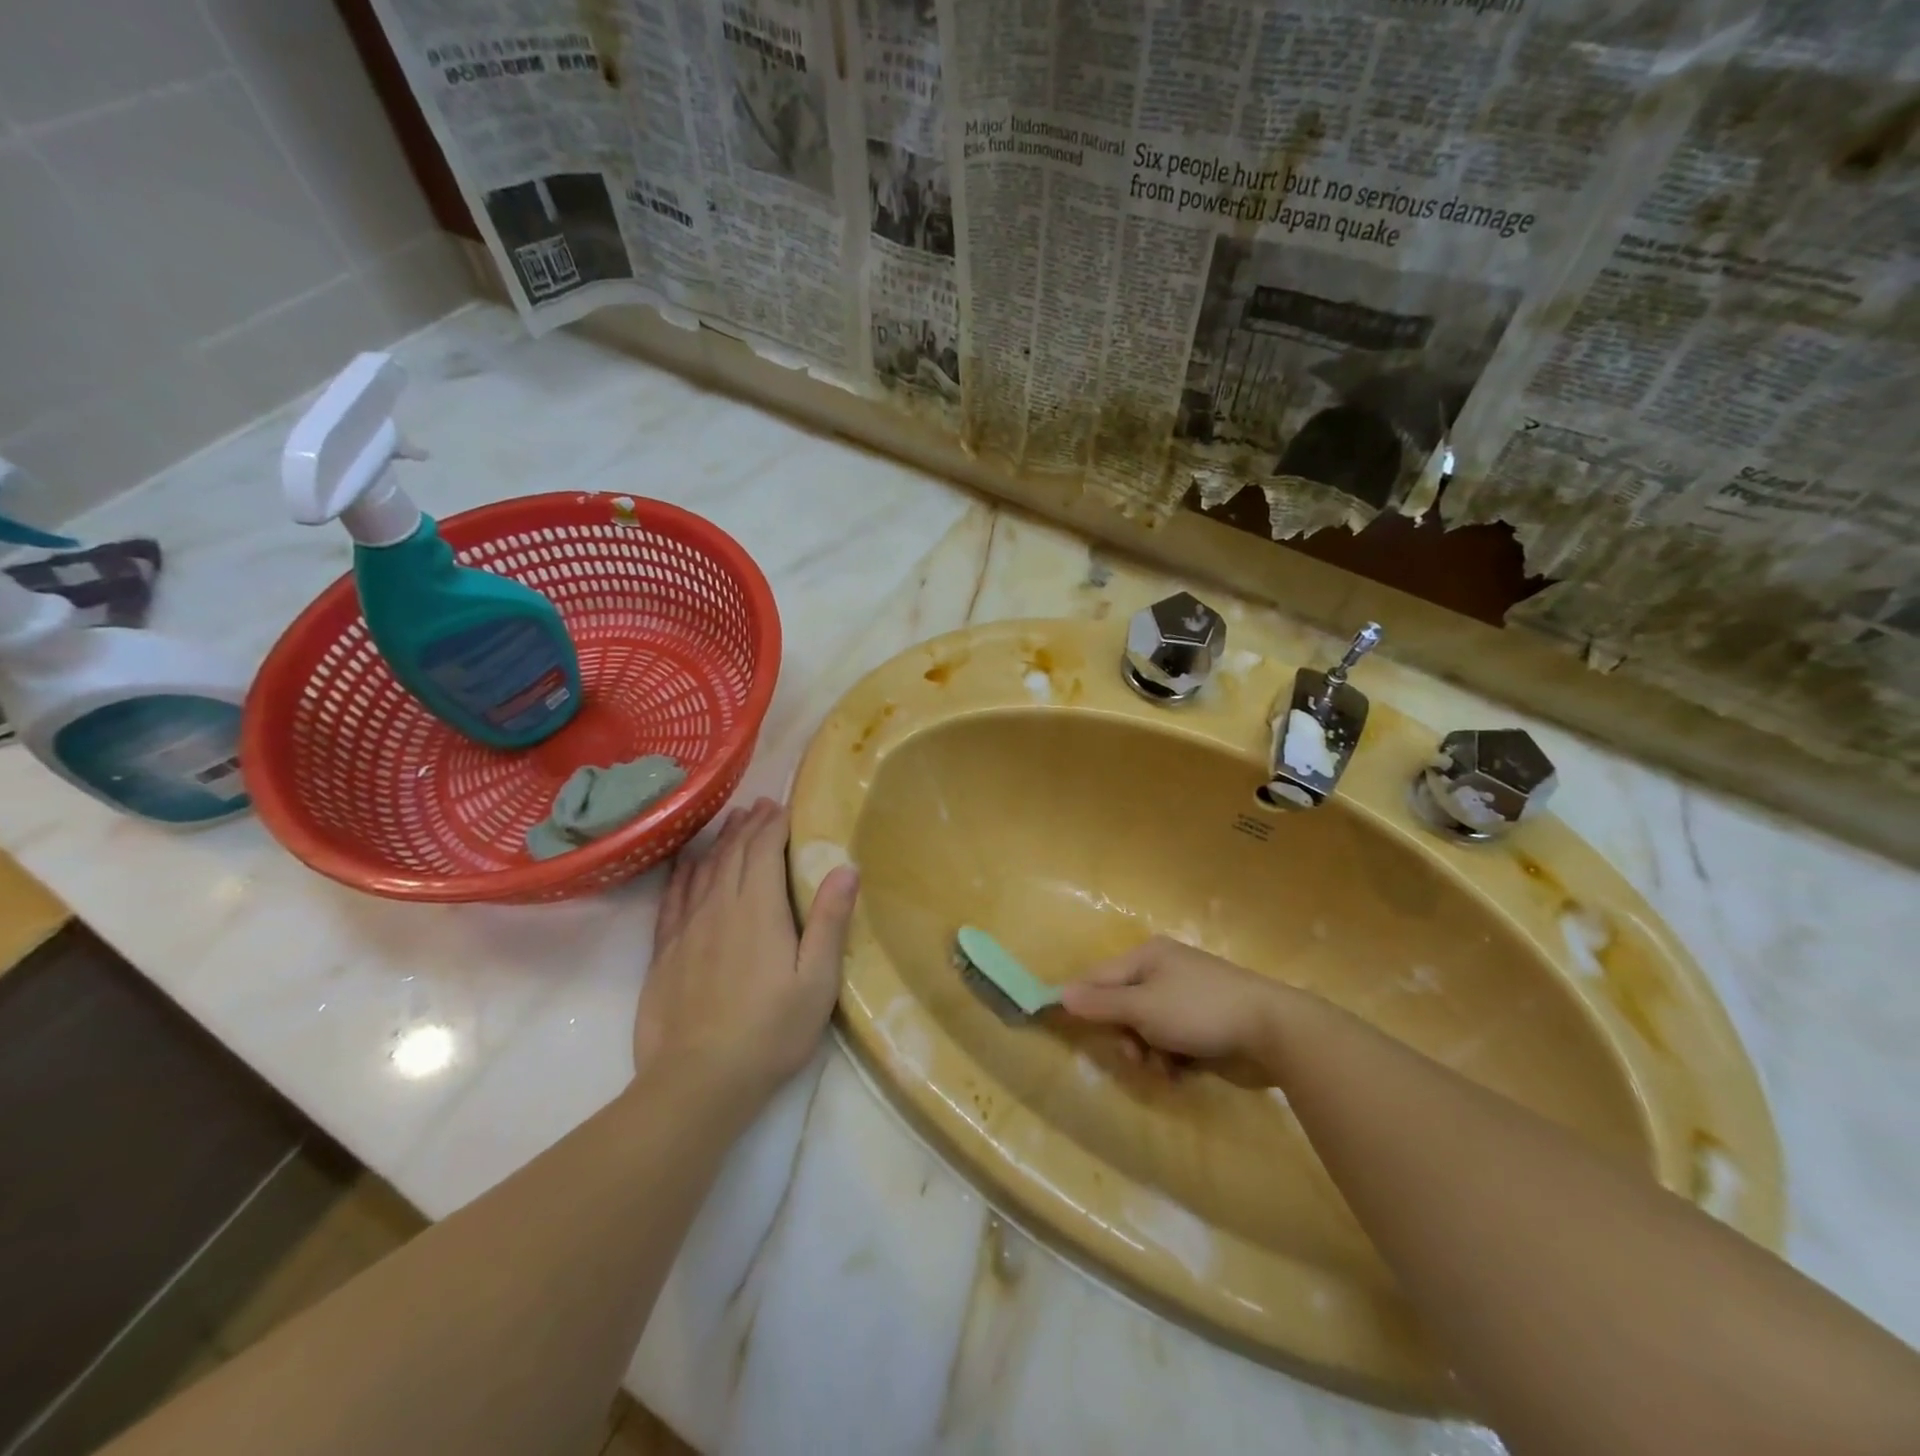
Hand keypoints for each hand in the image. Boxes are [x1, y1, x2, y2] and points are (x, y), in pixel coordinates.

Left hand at [634, 798, 858, 1106]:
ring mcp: (688, 927)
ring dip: (720, 841)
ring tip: (732, 821)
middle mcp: (720, 907)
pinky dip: (684, 873)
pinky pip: (674, 897)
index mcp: (759, 910)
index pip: (765, 850)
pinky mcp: (665, 950)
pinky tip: (688, 863)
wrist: (699, 1080)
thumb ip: (829, 921)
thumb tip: (846, 867)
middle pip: (734, 853)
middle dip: (750, 825)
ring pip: (705, 869)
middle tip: (761, 805)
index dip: (775, 825)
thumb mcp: (817, 980)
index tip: (785, 807)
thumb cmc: (771, 1030)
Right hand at [1060, 936, 1290, 1070]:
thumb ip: (1101, 1003)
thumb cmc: (1200, 1010)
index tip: (1065, 1029)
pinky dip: (1171, 1058)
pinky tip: (1181, 1072)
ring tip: (1163, 1069)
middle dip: (1124, 1035)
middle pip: (1122, 1006)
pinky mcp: (1205, 1024)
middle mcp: (1164, 971)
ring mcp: (1186, 998)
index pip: (1098, 977)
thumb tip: (1060, 993)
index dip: (1081, 1002)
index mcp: (1147, 956)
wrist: (1274, 1031)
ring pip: (1146, 1029)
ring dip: (1148, 1052)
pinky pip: (1171, 1041)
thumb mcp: (1143, 1007)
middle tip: (1133, 1056)